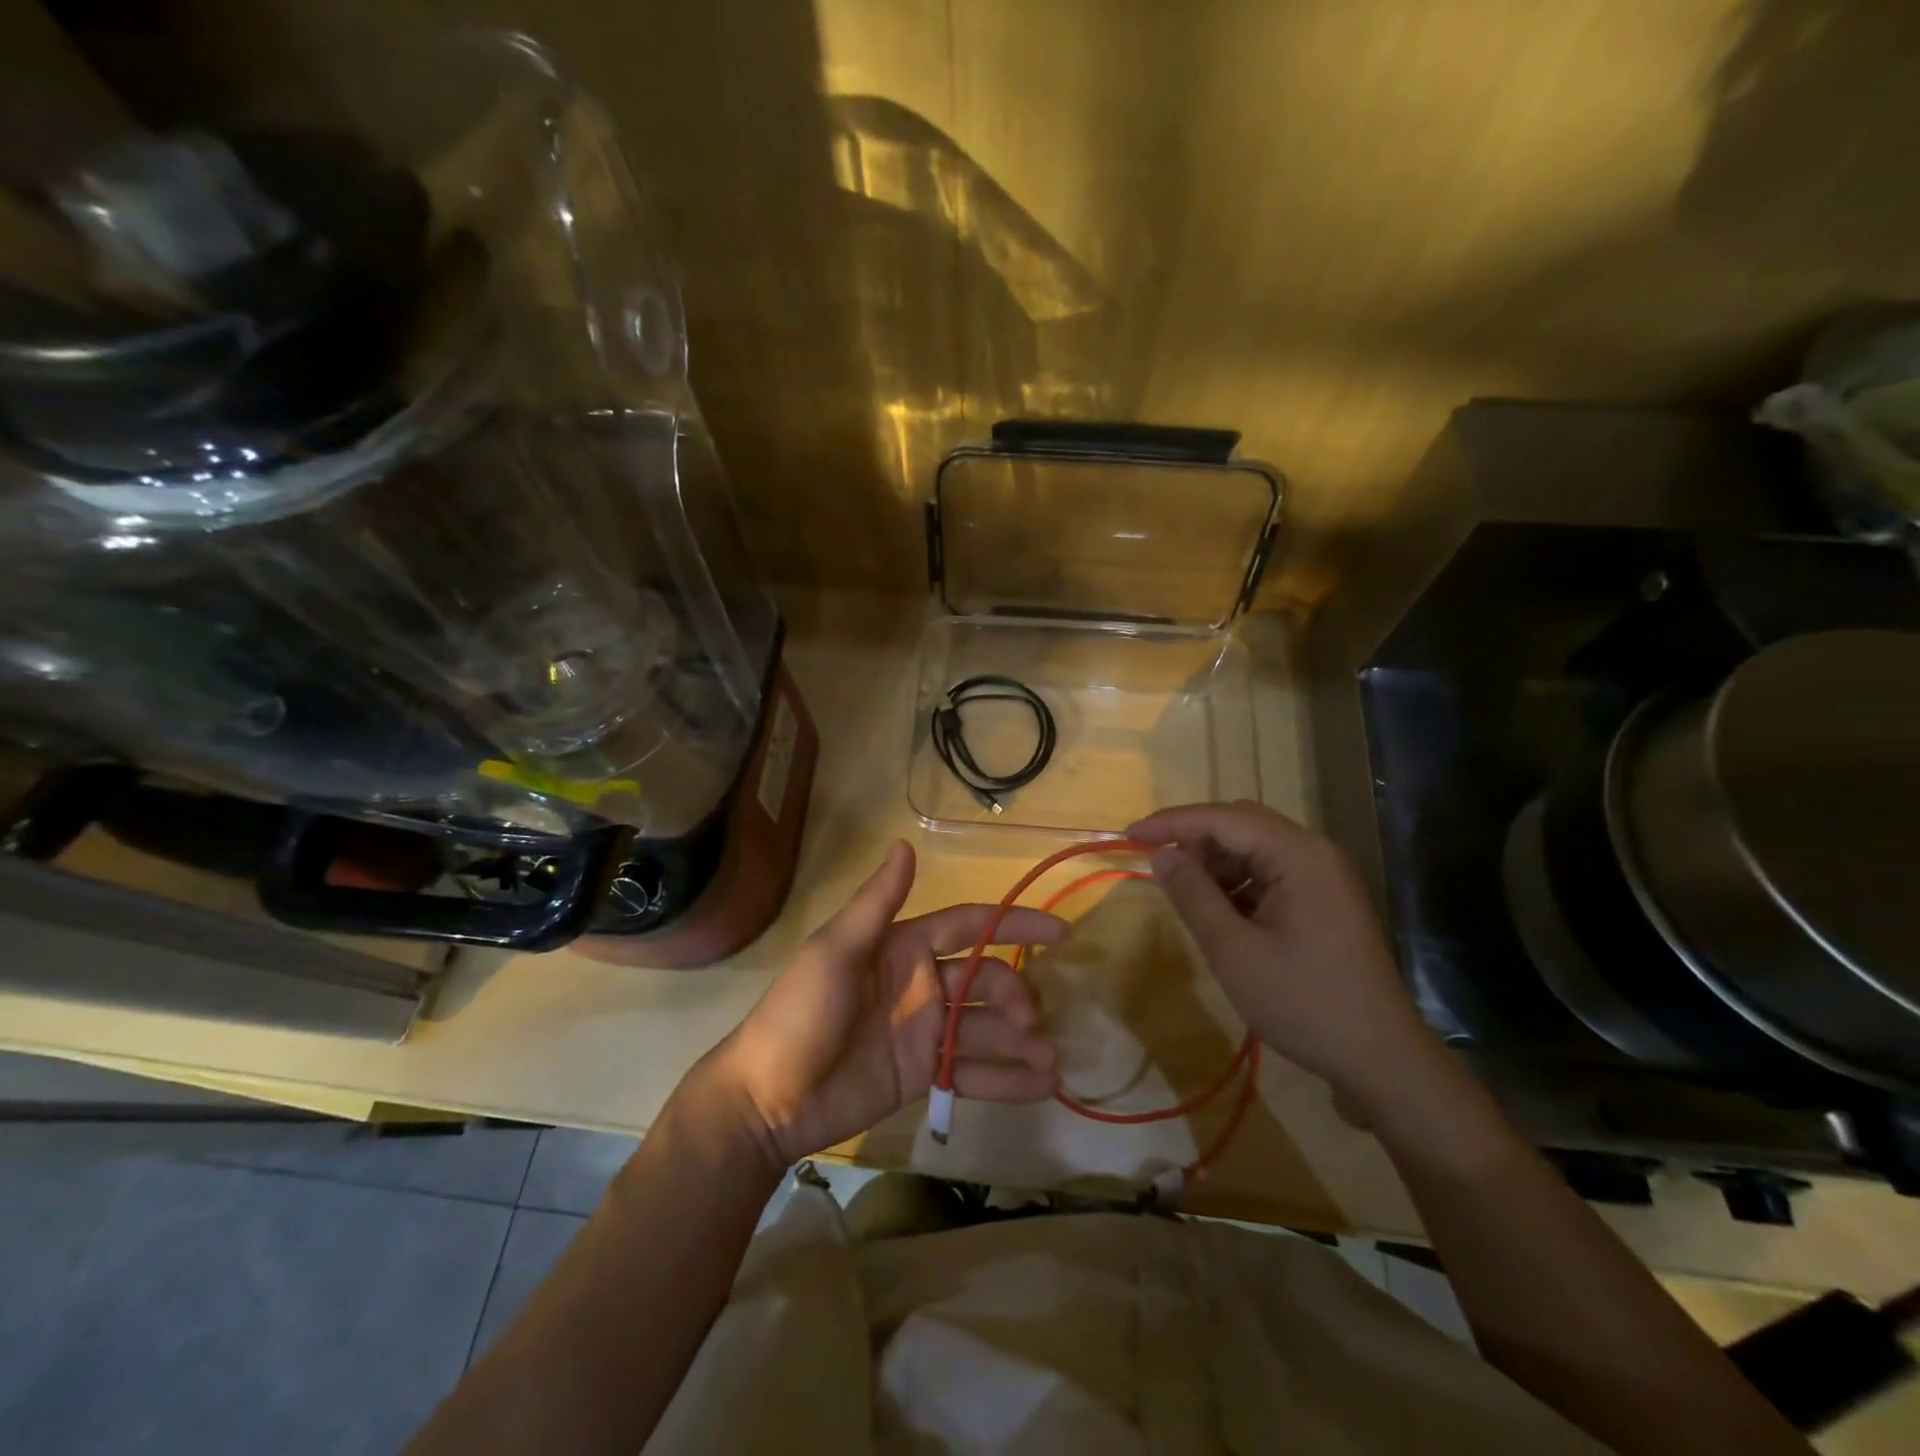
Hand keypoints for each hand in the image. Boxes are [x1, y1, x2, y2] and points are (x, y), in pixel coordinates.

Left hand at [708, 840, 1063, 1167]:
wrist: (767, 1099)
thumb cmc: (800, 1013)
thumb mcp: (835, 951)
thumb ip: (877, 902)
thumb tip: (906, 843)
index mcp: (904, 946)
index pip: (970, 927)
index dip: (1013, 925)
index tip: (1059, 932)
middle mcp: (922, 983)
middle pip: (986, 979)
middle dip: (1015, 995)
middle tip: (1033, 1022)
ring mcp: (924, 1031)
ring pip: (986, 1027)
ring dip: (1021, 1040)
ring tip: (1051, 1061)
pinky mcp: (924, 1075)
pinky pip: (973, 1071)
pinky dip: (1006, 1079)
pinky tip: (1040, 1087)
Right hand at [1126, 800, 1439, 1105]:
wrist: (1381, 1059)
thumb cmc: (1303, 1003)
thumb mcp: (1234, 951)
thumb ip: (1193, 895)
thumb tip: (1162, 855)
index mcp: (1299, 855)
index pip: (1224, 818)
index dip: (1172, 822)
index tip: (1129, 835)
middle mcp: (1315, 853)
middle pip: (1242, 824)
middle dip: (1195, 839)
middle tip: (1157, 866)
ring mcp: (1324, 876)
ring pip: (1255, 848)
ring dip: (1215, 862)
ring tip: (1185, 894)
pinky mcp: (1324, 900)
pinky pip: (1270, 873)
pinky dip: (1237, 882)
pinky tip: (1219, 911)